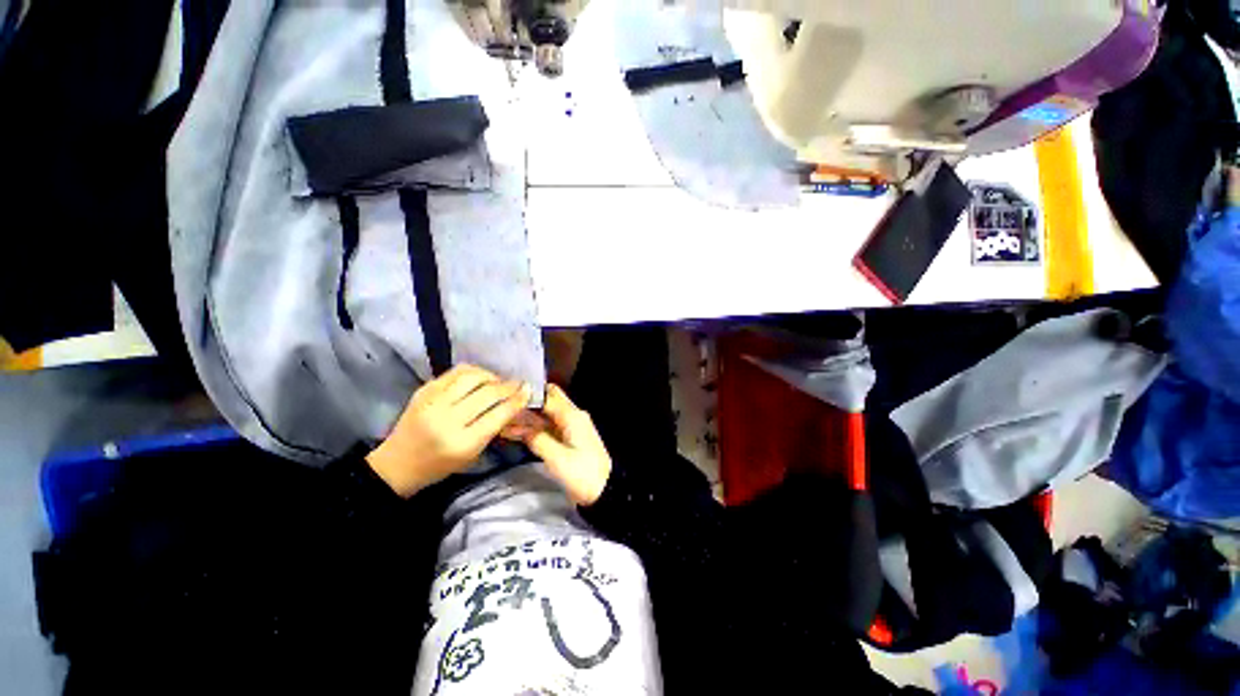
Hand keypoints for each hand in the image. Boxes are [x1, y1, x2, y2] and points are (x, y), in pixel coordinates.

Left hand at [367, 365, 531, 496]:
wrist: (397, 464)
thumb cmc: (440, 466)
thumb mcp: (472, 453)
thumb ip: (494, 428)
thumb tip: (516, 404)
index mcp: (462, 443)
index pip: (498, 414)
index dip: (517, 399)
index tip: (529, 390)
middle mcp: (446, 420)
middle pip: (488, 393)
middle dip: (509, 386)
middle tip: (519, 383)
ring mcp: (432, 402)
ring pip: (472, 377)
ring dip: (492, 376)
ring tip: (498, 381)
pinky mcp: (424, 390)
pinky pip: (456, 372)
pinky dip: (474, 372)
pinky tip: (480, 377)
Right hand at [503, 384, 611, 505]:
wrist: (604, 490)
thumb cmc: (582, 473)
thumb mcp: (557, 458)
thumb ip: (537, 439)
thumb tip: (519, 427)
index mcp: (572, 416)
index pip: (547, 396)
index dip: (527, 395)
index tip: (505, 396)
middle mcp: (572, 415)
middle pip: (548, 400)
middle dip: (527, 402)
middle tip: (503, 407)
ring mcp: (571, 426)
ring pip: (546, 414)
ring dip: (527, 416)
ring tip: (502, 420)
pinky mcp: (568, 437)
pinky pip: (548, 426)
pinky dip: (533, 428)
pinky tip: (515, 432)